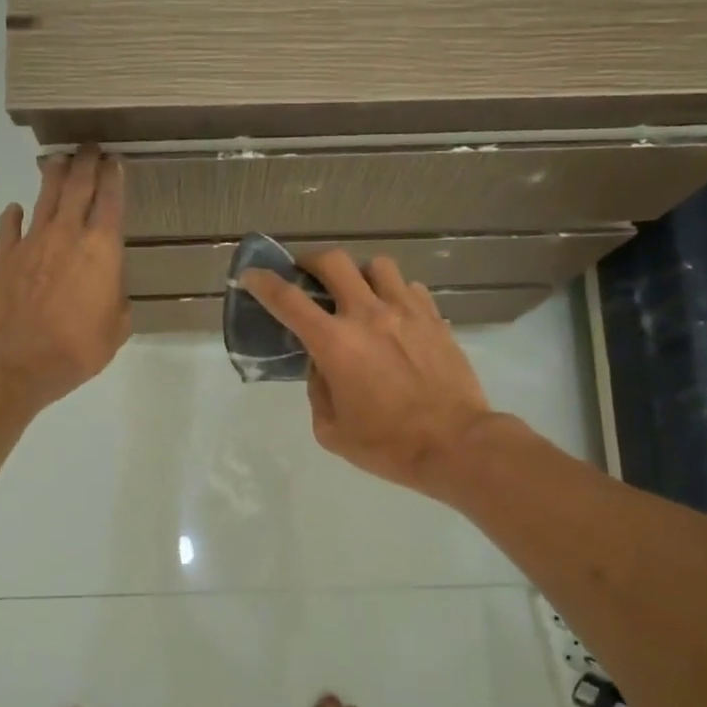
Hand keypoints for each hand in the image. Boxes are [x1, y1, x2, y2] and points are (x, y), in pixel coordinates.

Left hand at [0, 144, 129, 413]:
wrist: (20, 359)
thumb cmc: (79, 347)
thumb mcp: (117, 327)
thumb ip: (117, 298)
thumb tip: (109, 287)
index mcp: (102, 249)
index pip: (111, 201)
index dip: (115, 178)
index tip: (115, 162)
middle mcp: (68, 234)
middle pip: (78, 186)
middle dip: (86, 163)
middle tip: (90, 147)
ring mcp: (32, 241)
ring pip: (45, 197)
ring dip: (53, 176)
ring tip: (58, 162)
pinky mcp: (4, 255)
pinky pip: (10, 226)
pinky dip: (14, 215)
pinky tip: (16, 209)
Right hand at [241, 251, 499, 494]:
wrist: (455, 444)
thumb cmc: (387, 444)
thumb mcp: (331, 429)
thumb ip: (318, 389)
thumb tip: (322, 364)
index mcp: (335, 343)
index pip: (288, 300)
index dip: (263, 282)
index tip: (252, 275)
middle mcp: (368, 315)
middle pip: (333, 262)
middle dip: (311, 262)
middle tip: (307, 276)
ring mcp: (406, 311)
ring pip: (377, 265)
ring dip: (359, 275)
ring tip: (358, 294)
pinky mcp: (434, 318)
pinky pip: (409, 287)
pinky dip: (394, 293)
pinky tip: (394, 315)